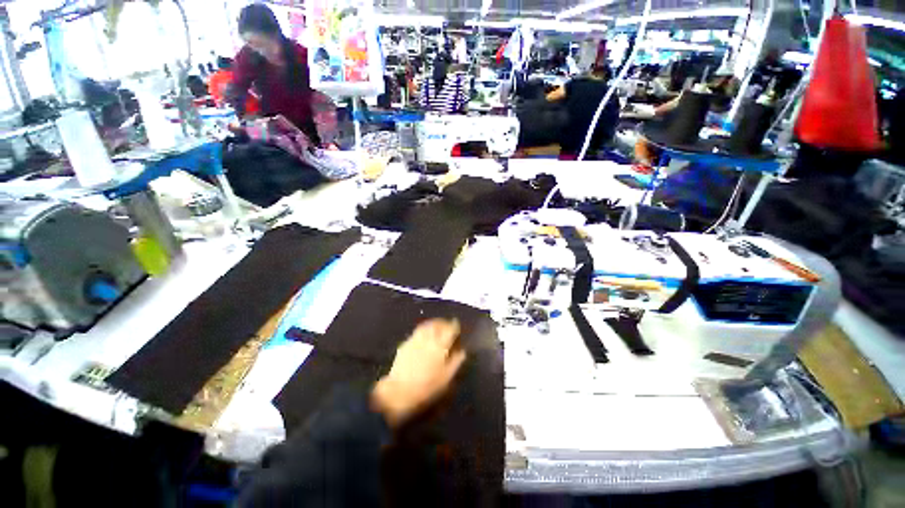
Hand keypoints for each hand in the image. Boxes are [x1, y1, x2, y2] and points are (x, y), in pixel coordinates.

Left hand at [371, 319, 466, 427]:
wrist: (399, 391)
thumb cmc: (427, 386)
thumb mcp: (446, 378)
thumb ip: (456, 362)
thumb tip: (462, 352)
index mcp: (440, 346)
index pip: (449, 329)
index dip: (454, 326)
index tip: (457, 325)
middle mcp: (428, 339)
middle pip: (437, 324)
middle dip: (443, 322)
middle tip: (447, 324)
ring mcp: (415, 340)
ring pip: (426, 325)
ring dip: (433, 324)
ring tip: (436, 327)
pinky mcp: (405, 344)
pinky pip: (417, 332)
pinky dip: (423, 330)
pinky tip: (424, 336)